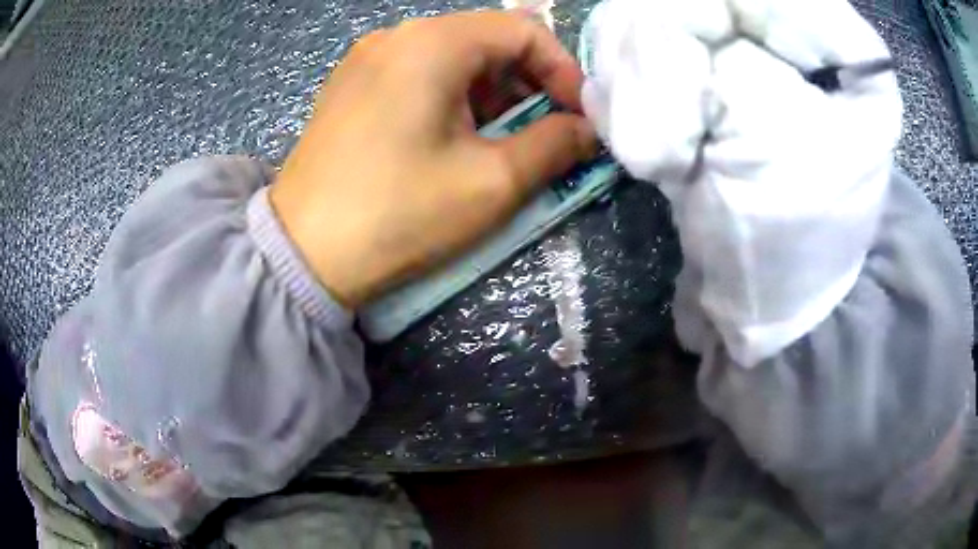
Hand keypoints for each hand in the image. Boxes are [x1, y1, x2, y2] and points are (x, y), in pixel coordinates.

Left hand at [270, 10, 597, 308]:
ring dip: (492, 94)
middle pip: (487, 40)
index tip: (580, 116)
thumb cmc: (398, 214)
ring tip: (502, 142)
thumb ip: (555, 145)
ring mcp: (367, 59)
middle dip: (528, 84)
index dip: (563, 69)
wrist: (301, 253)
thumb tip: (587, 130)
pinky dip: (452, 98)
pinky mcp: (351, 86)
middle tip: (546, 132)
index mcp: (432, 42)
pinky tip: (453, 139)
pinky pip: (418, 74)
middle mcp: (397, 36)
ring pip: (453, 58)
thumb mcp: (492, 183)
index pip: (523, 30)